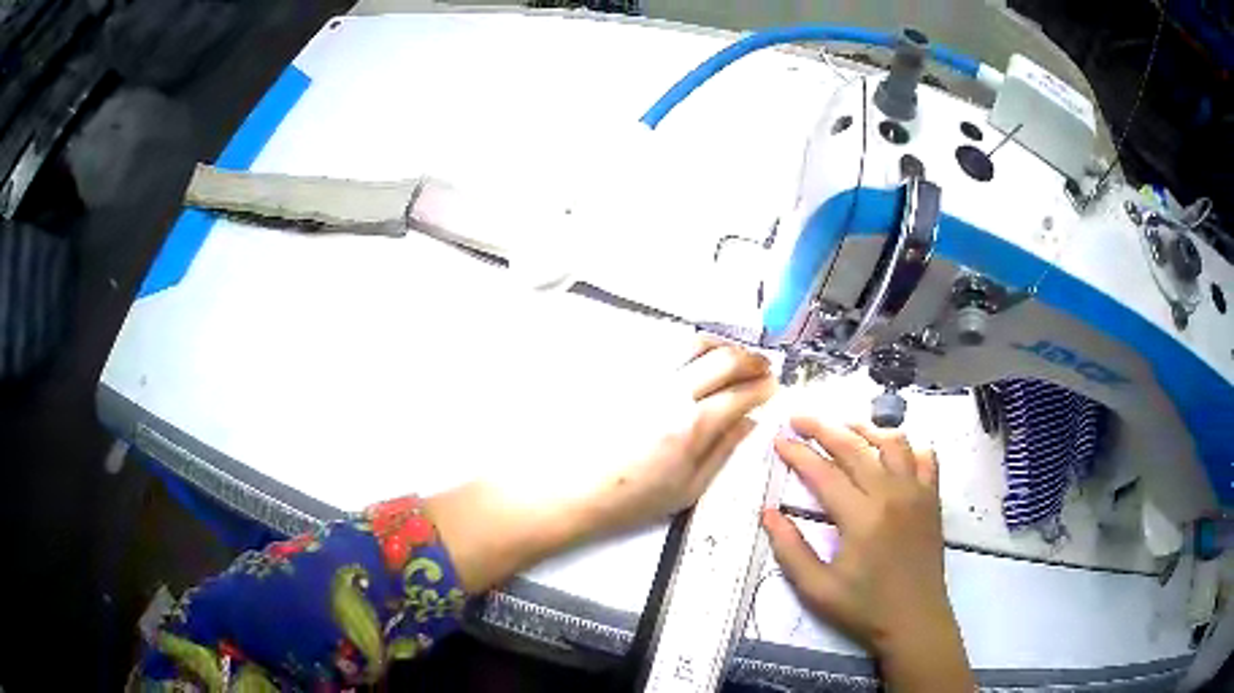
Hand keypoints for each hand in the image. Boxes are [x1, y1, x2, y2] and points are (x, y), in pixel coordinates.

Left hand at [578, 338, 776, 535]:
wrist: (574, 489)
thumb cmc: (633, 498)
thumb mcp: (689, 487)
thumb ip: (724, 450)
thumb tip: (750, 422)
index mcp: (692, 425)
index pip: (741, 393)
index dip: (764, 387)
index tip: (773, 387)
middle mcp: (672, 391)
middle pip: (724, 358)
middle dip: (752, 360)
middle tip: (763, 367)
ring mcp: (646, 377)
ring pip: (694, 342)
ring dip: (723, 345)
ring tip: (733, 357)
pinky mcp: (625, 372)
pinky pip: (665, 348)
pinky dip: (691, 348)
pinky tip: (696, 361)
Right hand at [761, 418, 973, 690]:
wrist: (915, 621)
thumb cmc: (864, 608)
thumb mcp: (817, 589)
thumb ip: (790, 550)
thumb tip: (768, 513)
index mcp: (861, 517)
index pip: (823, 473)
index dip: (798, 453)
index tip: (779, 439)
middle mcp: (891, 494)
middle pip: (855, 447)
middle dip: (823, 428)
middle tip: (799, 419)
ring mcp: (917, 493)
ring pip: (893, 442)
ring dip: (865, 430)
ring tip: (844, 429)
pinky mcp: (932, 499)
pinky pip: (925, 458)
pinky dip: (908, 446)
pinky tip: (892, 451)